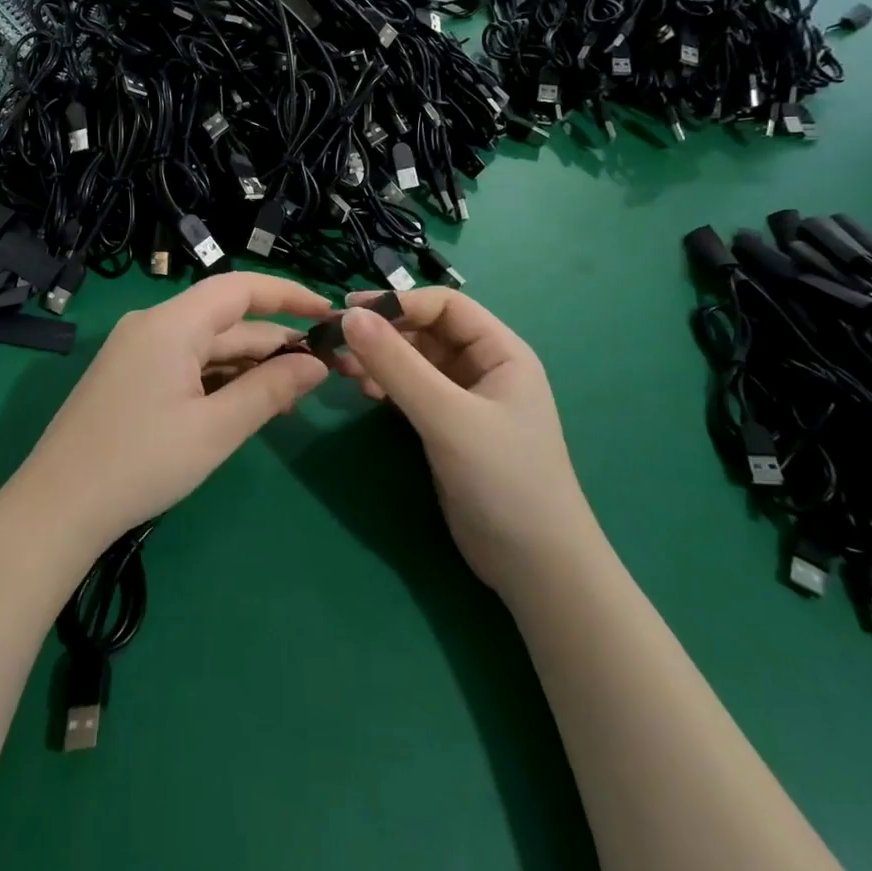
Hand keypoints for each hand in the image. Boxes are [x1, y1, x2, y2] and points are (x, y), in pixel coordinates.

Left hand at [17, 272, 330, 549]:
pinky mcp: (129, 375)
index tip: (328, 312)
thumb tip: (316, 364)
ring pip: (207, 345)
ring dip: (249, 365)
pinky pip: (186, 364)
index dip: (288, 294)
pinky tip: (247, 403)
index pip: (240, 288)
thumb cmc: (141, 464)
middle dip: (274, 343)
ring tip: (293, 396)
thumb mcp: (215, 430)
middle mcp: (152, 324)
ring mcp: (137, 350)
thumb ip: (270, 390)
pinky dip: (220, 379)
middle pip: (226, 321)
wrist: (56, 508)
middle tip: (322, 371)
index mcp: (171, 323)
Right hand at [336, 289, 587, 596]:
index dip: (398, 302)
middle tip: (336, 342)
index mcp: (500, 351)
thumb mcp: (447, 417)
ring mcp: (465, 399)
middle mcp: (483, 367)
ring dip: (379, 359)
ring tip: (343, 370)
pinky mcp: (448, 428)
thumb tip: (348, 316)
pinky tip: (364, 392)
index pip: (444, 305)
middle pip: (426, 330)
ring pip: (414, 361)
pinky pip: (411, 390)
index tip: (349, 311)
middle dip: (383, 333)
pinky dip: (386, 385)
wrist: (535, 568)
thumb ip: (397, 365)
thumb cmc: (503, 479)